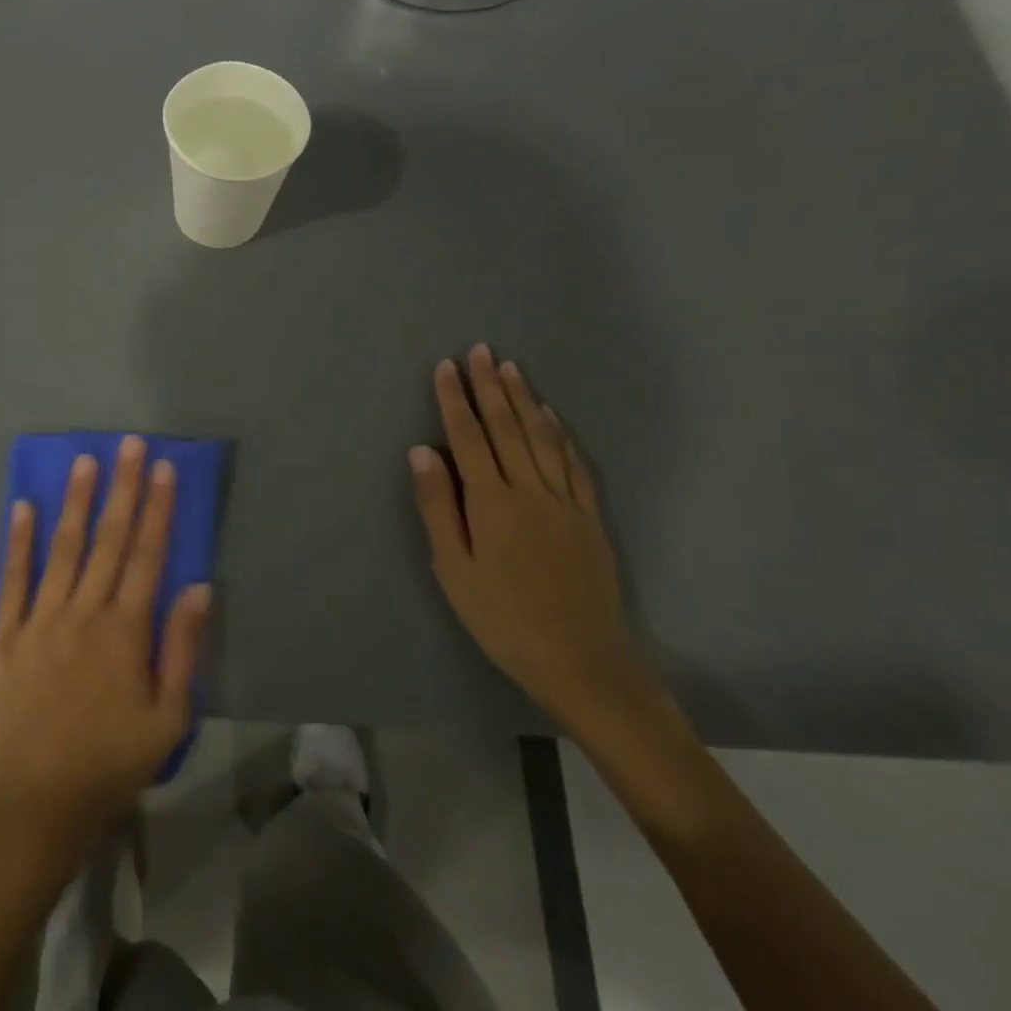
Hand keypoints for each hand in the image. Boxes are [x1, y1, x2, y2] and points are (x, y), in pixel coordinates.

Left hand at [0, 436, 210, 856]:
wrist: (36, 805)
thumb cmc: (111, 764)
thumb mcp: (168, 718)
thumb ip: (183, 648)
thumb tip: (198, 586)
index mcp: (125, 630)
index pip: (148, 555)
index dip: (158, 508)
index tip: (164, 468)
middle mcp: (83, 612)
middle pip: (108, 539)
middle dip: (123, 488)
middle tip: (129, 444)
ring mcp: (39, 620)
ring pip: (63, 548)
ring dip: (76, 502)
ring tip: (85, 460)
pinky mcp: (4, 635)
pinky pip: (12, 579)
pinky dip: (18, 541)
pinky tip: (22, 507)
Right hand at [409, 344, 656, 731]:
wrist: (581, 661)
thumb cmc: (502, 618)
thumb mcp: (453, 568)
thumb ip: (437, 506)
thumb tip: (421, 451)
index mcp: (491, 501)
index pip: (468, 437)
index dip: (454, 399)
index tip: (446, 366)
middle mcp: (529, 489)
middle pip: (506, 427)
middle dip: (489, 386)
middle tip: (480, 349)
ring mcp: (565, 501)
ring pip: (541, 437)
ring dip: (523, 399)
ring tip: (509, 368)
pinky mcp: (589, 517)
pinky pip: (573, 463)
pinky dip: (559, 434)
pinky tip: (550, 417)